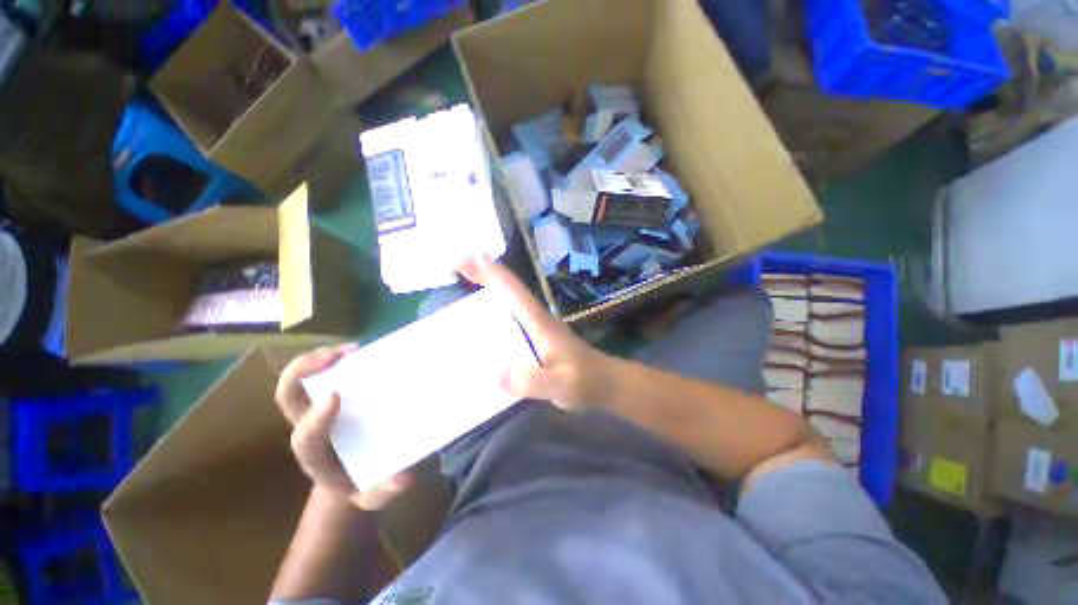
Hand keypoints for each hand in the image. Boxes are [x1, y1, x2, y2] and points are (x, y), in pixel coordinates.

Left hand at [276, 345, 412, 509]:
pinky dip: (337, 359)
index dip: (315, 417)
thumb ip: (385, 491)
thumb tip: (404, 477)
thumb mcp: (374, 496)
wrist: (351, 479)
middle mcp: (311, 429)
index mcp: (317, 457)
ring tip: (351, 348)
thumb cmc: (361, 486)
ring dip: (319, 359)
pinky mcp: (331, 399)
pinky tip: (361, 352)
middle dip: (303, 372)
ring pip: (301, 380)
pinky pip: (324, 374)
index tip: (336, 396)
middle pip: (288, 397)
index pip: (304, 438)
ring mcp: (318, 411)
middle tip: (336, 356)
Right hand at [457, 256, 614, 411]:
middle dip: (487, 275)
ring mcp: (541, 327)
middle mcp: (539, 319)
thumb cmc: (586, 382)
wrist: (608, 384)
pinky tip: (489, 317)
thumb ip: (533, 381)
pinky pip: (515, 315)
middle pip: (511, 290)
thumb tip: (498, 375)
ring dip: (492, 287)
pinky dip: (499, 306)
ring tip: (468, 281)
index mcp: (541, 324)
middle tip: (460, 265)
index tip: (472, 260)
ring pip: (513, 300)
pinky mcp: (541, 337)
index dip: (494, 275)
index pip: (516, 293)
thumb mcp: (561, 386)